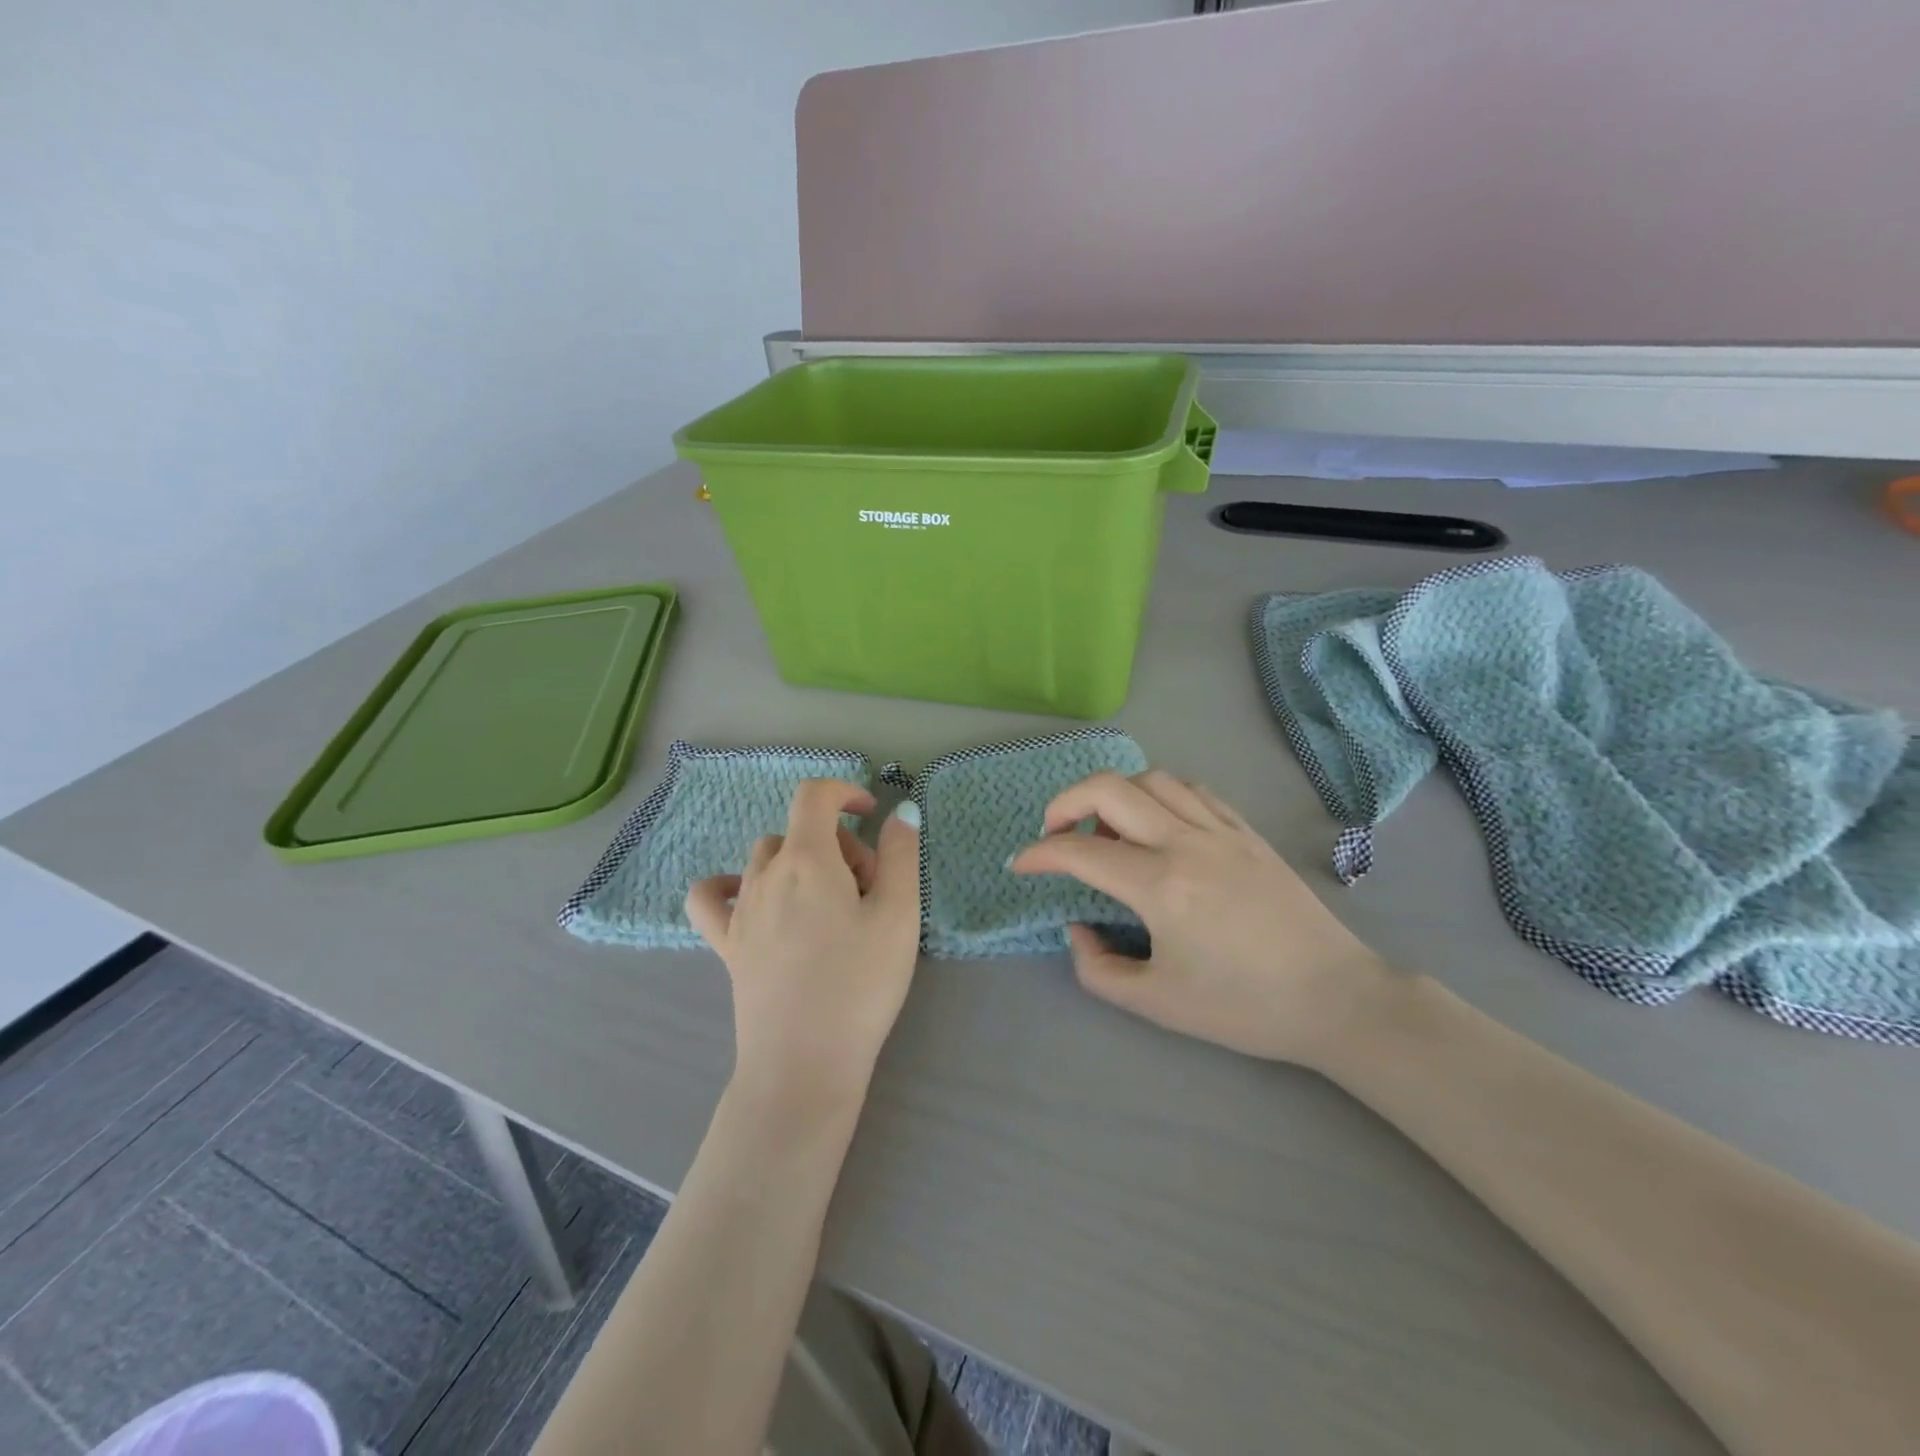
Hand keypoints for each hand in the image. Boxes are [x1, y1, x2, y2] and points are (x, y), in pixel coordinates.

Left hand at [687, 781, 921, 1109]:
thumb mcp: (899, 916)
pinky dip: (729, 885)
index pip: (814, 796)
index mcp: (807, 860)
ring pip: (767, 859)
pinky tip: (754, 900)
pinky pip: (712, 897)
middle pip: (800, 833)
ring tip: (831, 907)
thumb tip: (901, 811)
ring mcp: (740, 911)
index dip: (845, 792)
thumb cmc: (860, 986)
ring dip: (802, 864)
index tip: (872, 815)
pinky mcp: (726, 946)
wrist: (804, 1065)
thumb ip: (901, 855)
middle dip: (839, 845)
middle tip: (872, 891)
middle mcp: (765, 875)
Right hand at [1011, 771, 1392, 1067]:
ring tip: (1107, 828)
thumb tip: (1078, 928)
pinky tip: (1157, 822)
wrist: (1333, 997)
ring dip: (1114, 794)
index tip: (1021, 864)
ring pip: (1151, 779)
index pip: (1080, 852)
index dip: (1039, 854)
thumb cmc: (1242, 1007)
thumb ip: (1098, 967)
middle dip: (1065, 802)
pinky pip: (1192, 790)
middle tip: (1055, 832)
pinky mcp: (1246, 831)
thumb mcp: (1157, 1004)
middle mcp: (1186, 843)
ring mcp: (1220, 830)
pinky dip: (1159, 794)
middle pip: (1109, 789)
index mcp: (1161, 886)